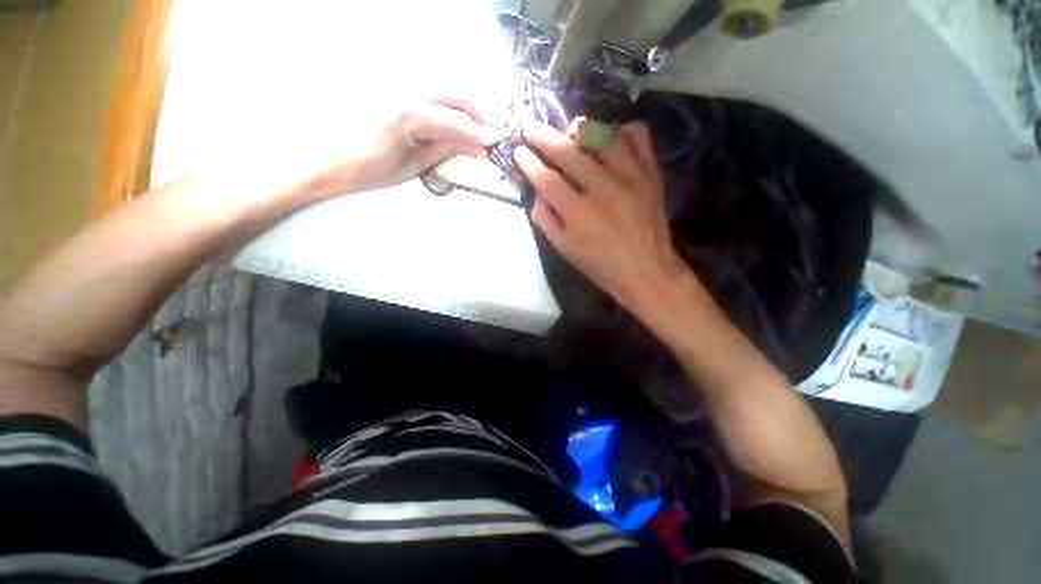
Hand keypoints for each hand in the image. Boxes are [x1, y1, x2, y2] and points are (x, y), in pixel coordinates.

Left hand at [293, 96, 506, 198]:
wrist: (320, 158)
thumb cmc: (364, 170)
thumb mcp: (410, 167)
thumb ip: (444, 150)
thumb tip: (474, 146)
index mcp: (408, 114)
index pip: (457, 121)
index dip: (481, 132)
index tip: (498, 139)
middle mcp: (403, 88)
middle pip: (454, 91)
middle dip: (479, 109)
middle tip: (495, 127)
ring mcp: (394, 82)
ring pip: (443, 85)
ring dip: (466, 102)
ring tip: (480, 121)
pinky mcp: (388, 85)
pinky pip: (427, 89)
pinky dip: (447, 101)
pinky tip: (455, 115)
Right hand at [514, 120, 688, 312]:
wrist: (646, 271)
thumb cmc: (600, 265)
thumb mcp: (564, 249)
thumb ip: (546, 219)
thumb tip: (538, 192)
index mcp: (578, 213)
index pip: (546, 179)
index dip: (528, 163)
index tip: (518, 152)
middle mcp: (603, 188)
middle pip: (568, 152)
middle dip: (543, 137)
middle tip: (531, 128)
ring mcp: (630, 176)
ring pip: (602, 134)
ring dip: (582, 130)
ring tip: (572, 134)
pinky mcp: (650, 172)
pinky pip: (638, 136)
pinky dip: (621, 132)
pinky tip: (611, 140)